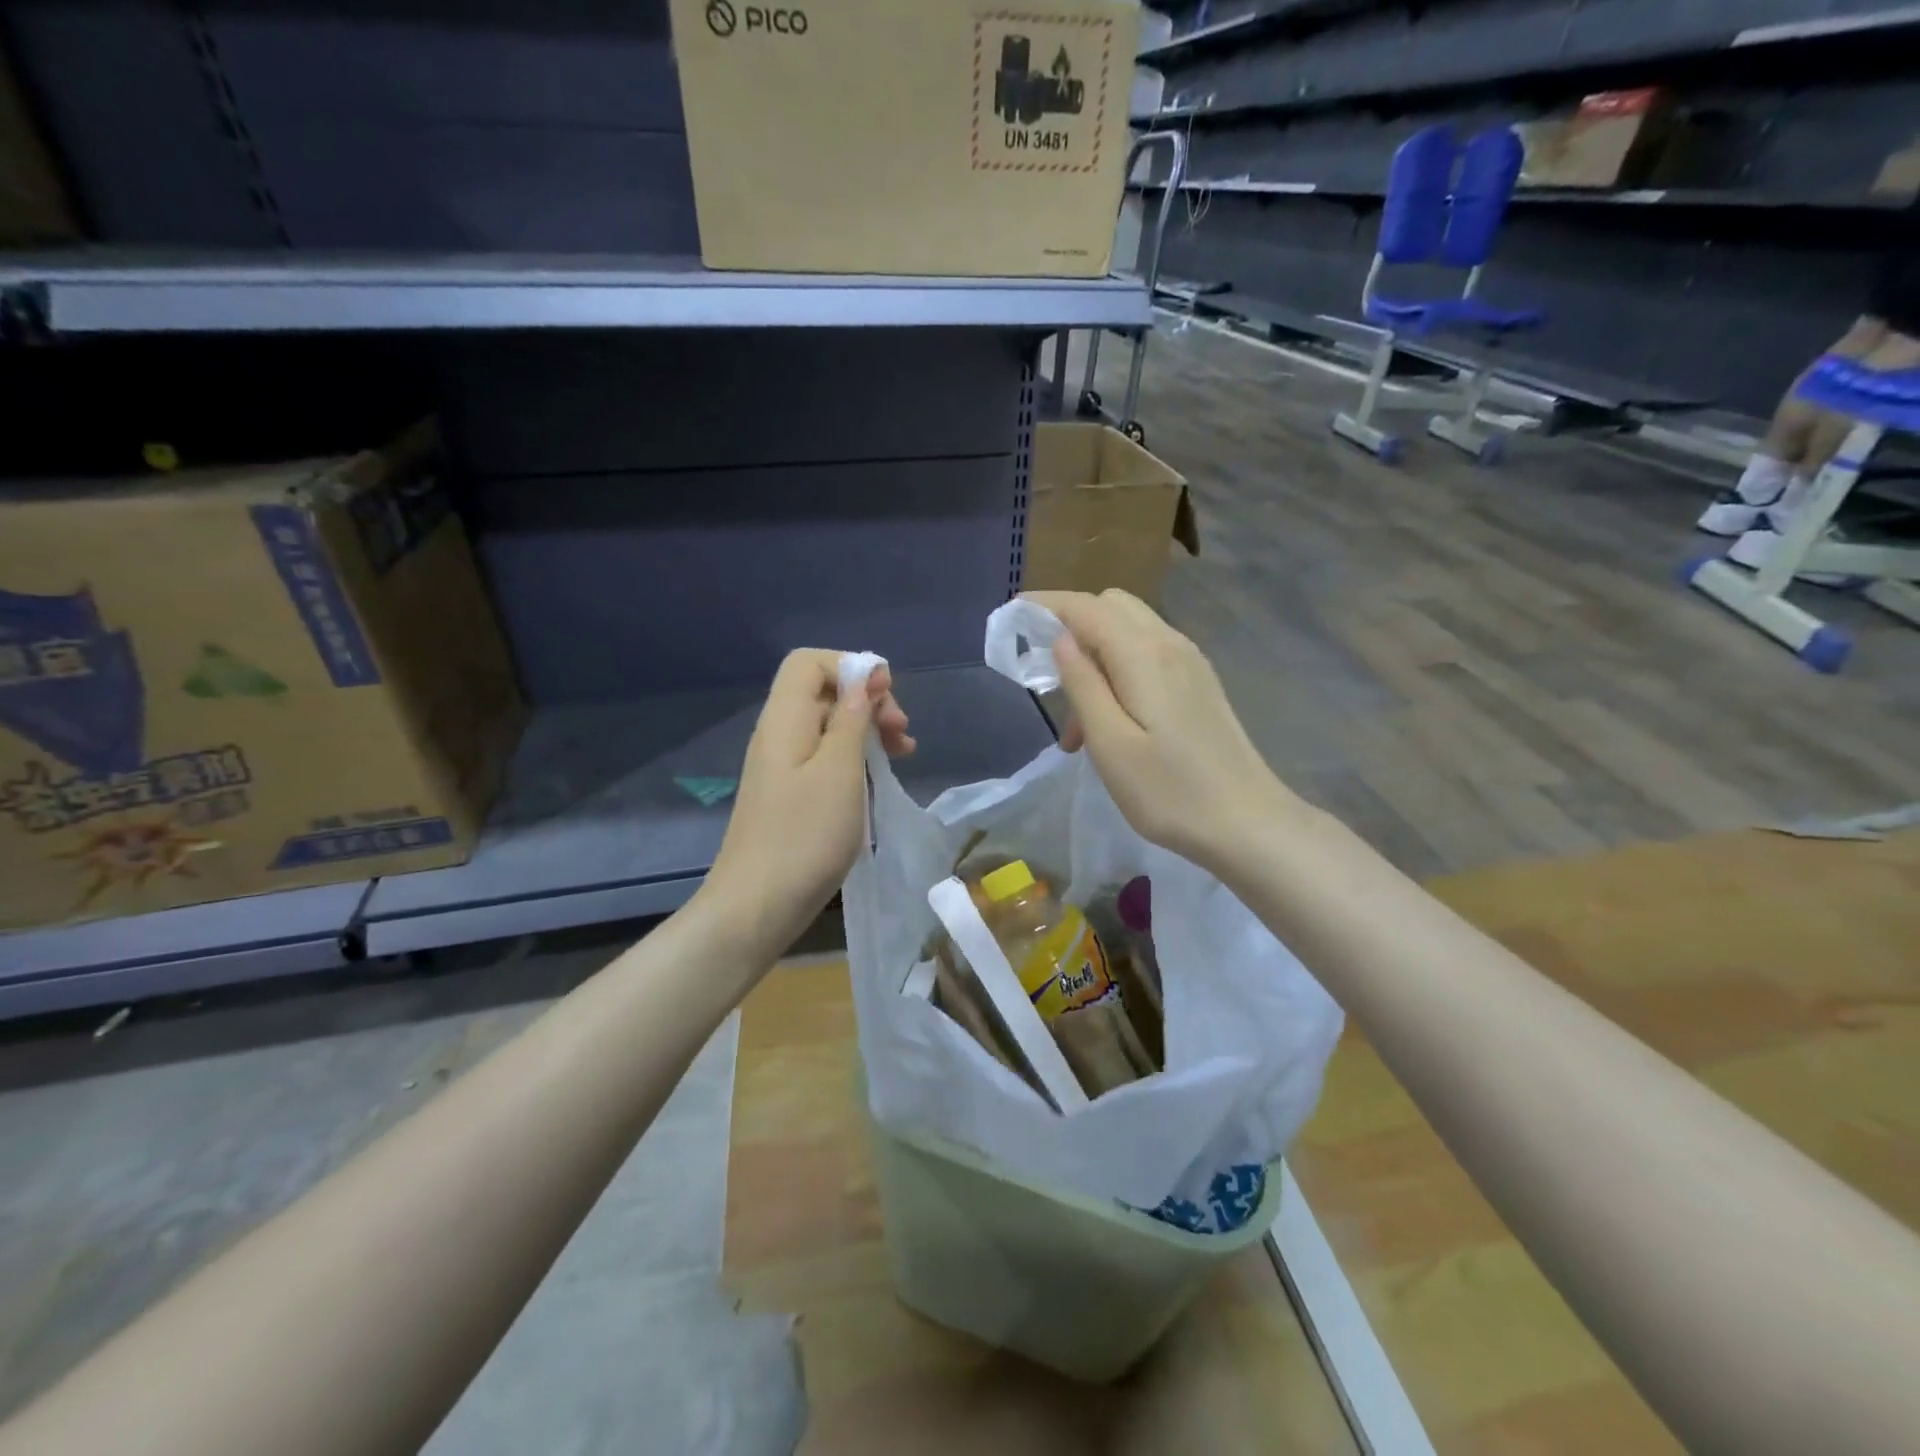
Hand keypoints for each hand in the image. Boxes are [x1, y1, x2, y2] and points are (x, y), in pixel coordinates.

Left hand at [702, 650, 913, 958]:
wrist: (757, 907)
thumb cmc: (804, 836)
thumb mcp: (840, 771)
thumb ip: (853, 717)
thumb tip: (867, 675)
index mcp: (784, 719)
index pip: (810, 661)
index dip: (852, 667)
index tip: (887, 698)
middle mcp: (779, 734)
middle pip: (822, 691)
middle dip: (868, 701)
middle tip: (902, 734)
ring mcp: (782, 766)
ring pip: (828, 725)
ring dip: (867, 730)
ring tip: (903, 754)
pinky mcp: (790, 794)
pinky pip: (825, 757)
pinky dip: (855, 758)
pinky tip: (878, 778)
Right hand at [1024, 590, 1295, 871]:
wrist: (1248, 823)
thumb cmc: (1170, 792)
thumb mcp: (1111, 744)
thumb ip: (1083, 684)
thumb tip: (1060, 639)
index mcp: (1144, 654)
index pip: (1086, 607)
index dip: (1046, 605)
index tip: (1011, 614)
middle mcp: (1170, 643)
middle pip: (1111, 606)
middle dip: (1071, 626)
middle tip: (1046, 679)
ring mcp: (1190, 661)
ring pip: (1129, 631)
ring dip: (1094, 656)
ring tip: (1077, 728)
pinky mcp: (1198, 682)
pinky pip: (1148, 653)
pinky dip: (1118, 669)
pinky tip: (1111, 723)